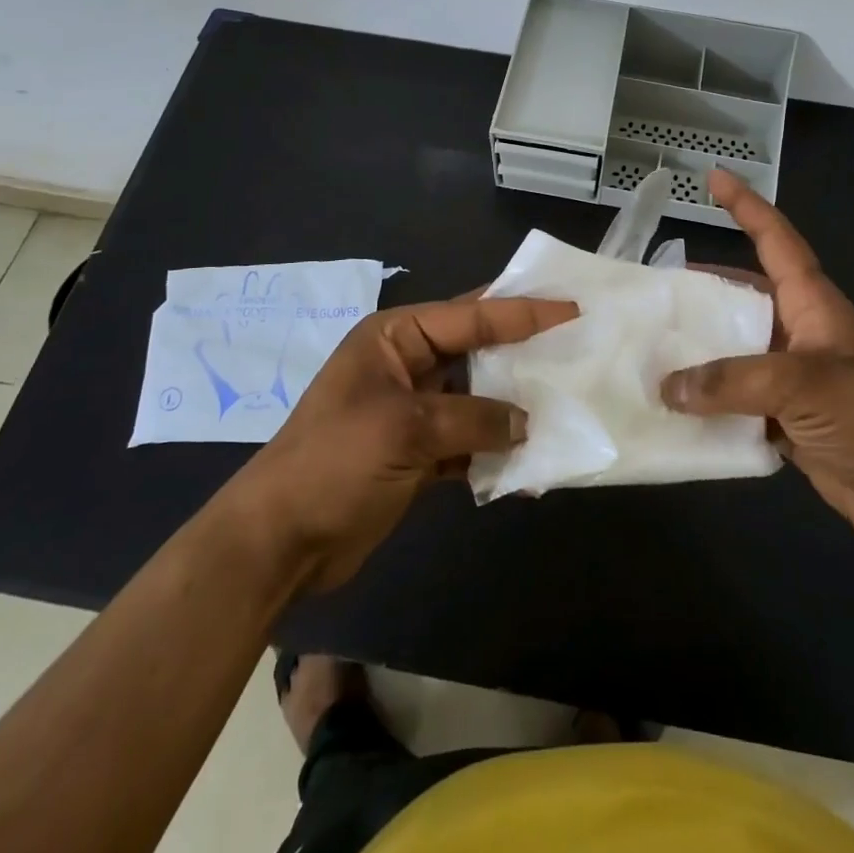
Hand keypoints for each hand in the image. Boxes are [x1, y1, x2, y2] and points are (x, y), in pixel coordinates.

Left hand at [230, 294, 575, 589]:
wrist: (278, 544)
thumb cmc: (334, 463)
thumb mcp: (406, 429)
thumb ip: (474, 418)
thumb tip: (527, 424)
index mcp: (395, 338)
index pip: (470, 315)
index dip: (522, 311)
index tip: (570, 308)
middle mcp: (407, 365)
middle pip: (477, 351)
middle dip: (523, 354)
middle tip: (575, 347)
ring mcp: (414, 411)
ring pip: (478, 399)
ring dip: (514, 409)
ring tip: (565, 409)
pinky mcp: (418, 453)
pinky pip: (470, 443)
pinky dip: (496, 455)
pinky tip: (529, 473)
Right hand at [663, 170, 853, 591]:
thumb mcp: (806, 384)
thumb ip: (733, 381)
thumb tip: (667, 385)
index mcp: (811, 303)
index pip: (774, 239)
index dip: (746, 205)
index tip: (713, 177)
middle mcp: (797, 332)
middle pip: (740, 298)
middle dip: (699, 291)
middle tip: (648, 293)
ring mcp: (791, 378)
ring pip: (733, 353)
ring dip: (697, 354)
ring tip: (647, 351)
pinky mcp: (786, 420)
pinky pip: (735, 402)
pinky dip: (707, 404)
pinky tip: (672, 409)